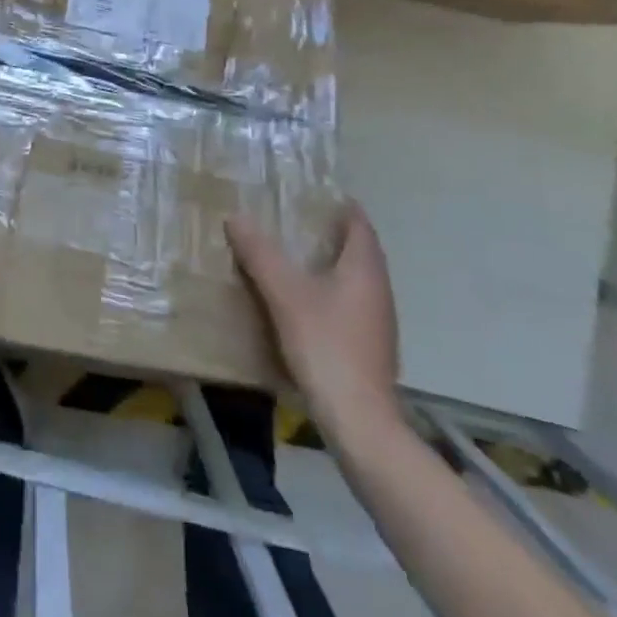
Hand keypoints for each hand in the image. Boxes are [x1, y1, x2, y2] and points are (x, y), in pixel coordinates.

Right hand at [227, 204, 400, 438]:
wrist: (359, 421)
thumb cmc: (326, 345)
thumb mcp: (284, 294)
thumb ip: (260, 254)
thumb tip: (236, 217)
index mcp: (364, 268)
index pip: (359, 224)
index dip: (340, 206)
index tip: (314, 194)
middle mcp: (378, 289)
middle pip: (360, 251)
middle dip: (332, 234)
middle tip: (296, 221)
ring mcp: (379, 322)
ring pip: (356, 280)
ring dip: (332, 265)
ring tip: (296, 258)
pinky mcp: (372, 349)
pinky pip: (352, 305)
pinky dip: (332, 294)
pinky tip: (307, 304)